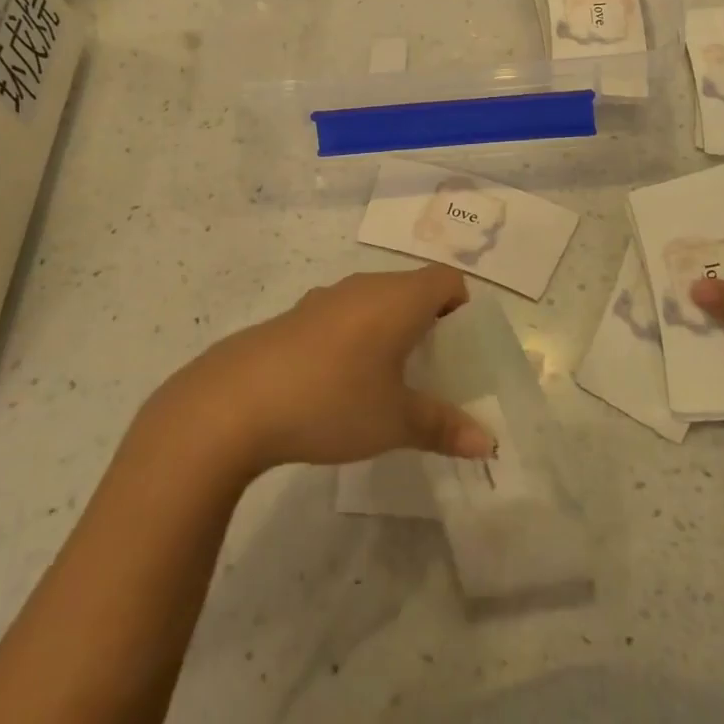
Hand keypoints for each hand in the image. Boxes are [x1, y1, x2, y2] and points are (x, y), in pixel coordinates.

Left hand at [157, 265, 494, 476]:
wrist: (234, 403)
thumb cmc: (332, 400)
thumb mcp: (394, 421)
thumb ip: (443, 427)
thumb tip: (489, 443)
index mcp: (399, 298)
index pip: (447, 280)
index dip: (463, 307)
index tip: (461, 348)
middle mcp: (365, 286)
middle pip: (412, 288)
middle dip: (429, 323)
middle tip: (433, 370)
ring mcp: (325, 298)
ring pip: (375, 302)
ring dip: (390, 330)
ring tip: (389, 380)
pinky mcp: (295, 317)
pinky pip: (342, 316)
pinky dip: (355, 337)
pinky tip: (338, 384)